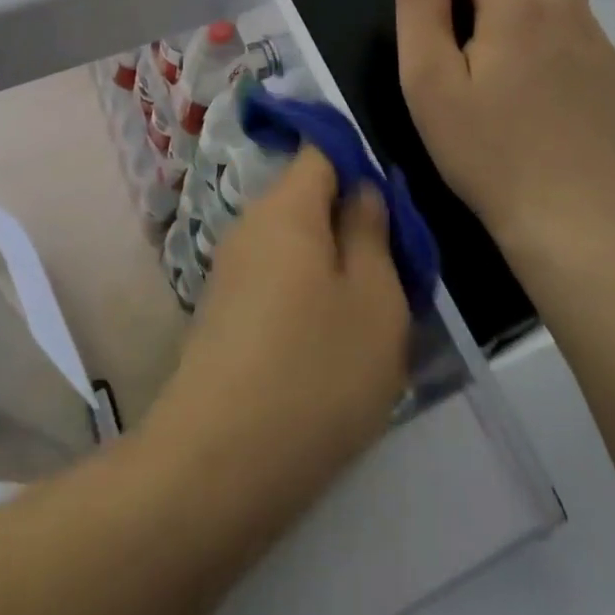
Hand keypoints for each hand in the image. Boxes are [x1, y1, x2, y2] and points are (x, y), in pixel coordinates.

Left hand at [143, 149, 409, 521]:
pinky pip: (275, 281)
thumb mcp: (375, 299)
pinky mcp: (222, 313)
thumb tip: (360, 189)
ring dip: (332, 268)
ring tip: (367, 319)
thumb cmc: (316, 371)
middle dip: (351, 224)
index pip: (319, 150)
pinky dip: (305, 297)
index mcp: (286, 207)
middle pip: (307, 199)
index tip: (391, 204)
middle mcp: (249, 225)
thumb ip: (372, 232)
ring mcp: (229, 271)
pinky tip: (325, 347)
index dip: (357, 161)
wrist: (220, 464)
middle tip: (394, 275)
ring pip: (295, 246)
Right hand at [395, 0, 614, 258]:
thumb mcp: (428, 83)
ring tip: (508, 71)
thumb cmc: (486, 153)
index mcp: (519, 10)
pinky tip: (540, 105)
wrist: (571, 225)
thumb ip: (420, 8)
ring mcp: (602, 49)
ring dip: (534, 9)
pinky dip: (556, 50)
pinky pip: (584, 39)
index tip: (443, 28)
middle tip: (486, 24)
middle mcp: (569, 16)